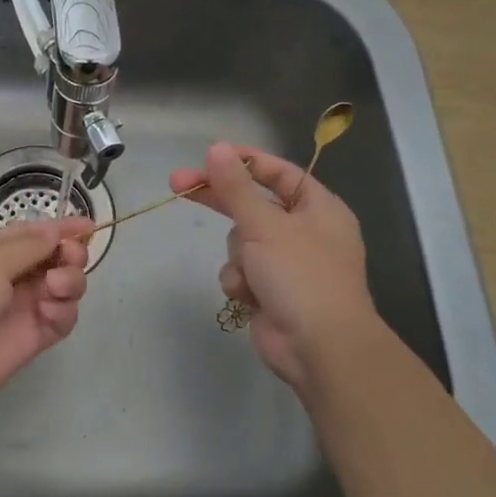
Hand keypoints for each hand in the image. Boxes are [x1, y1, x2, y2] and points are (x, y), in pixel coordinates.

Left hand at [0, 216, 93, 416]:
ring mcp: (21, 308)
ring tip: (56, 287)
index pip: (34, 234)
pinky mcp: (31, 339)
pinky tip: (51, 310)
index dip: (62, 229)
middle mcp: (9, 276)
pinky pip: (61, 319)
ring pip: (64, 288)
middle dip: (70, 254)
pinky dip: (65, 311)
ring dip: (70, 281)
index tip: (89, 226)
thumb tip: (57, 229)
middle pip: (55, 259)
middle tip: (68, 258)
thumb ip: (29, 245)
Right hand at [168, 143, 373, 392]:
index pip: (278, 172)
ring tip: (252, 274)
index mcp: (318, 208)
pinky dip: (240, 281)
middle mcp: (304, 231)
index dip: (244, 162)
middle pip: (252, 204)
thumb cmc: (301, 276)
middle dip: (220, 200)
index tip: (208, 156)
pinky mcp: (269, 290)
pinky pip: (240, 272)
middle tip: (177, 184)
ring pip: (240, 242)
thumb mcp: (265, 225)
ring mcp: (287, 263)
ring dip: (238, 256)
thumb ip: (236, 187)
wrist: (319, 348)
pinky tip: (250, 296)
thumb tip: (217, 148)